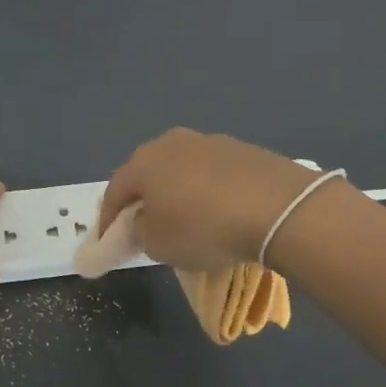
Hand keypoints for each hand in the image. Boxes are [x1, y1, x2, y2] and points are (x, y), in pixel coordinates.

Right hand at [97, 129, 324, 270]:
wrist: (278, 208)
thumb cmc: (203, 227)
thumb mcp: (157, 244)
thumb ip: (138, 233)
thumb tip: (141, 224)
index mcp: (143, 161)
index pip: (114, 192)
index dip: (107, 220)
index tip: (108, 242)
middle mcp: (171, 143)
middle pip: (147, 175)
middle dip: (143, 201)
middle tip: (145, 228)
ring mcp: (209, 142)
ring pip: (181, 171)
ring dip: (177, 194)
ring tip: (186, 222)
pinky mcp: (242, 150)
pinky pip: (212, 174)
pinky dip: (208, 192)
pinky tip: (219, 214)